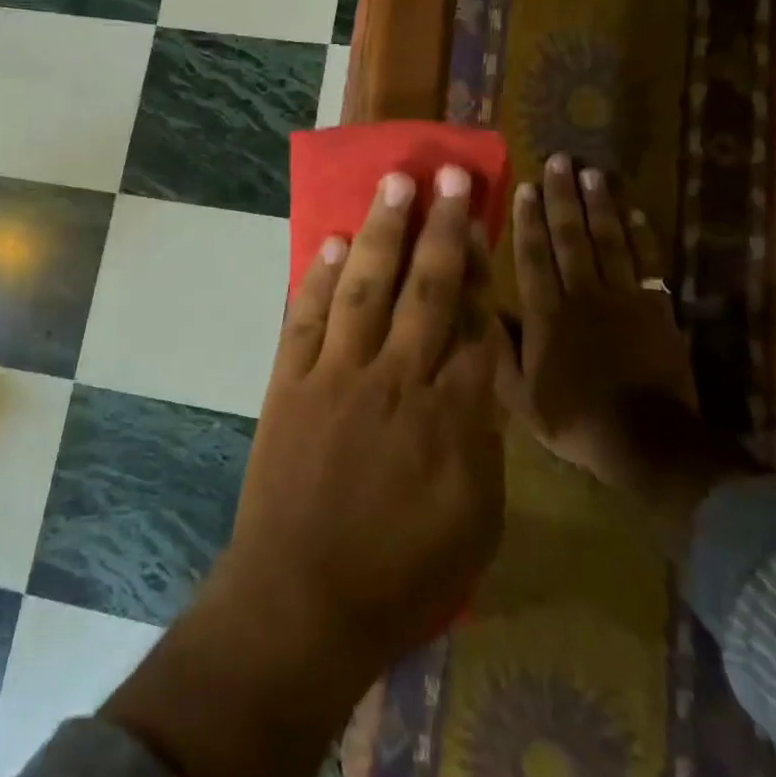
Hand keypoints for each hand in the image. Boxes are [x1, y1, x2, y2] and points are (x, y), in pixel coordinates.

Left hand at [104, 166, 505, 776]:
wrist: (302, 600)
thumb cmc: (401, 577)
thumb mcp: (477, 522)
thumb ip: (483, 441)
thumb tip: (482, 378)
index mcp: (452, 416)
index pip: (478, 323)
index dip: (484, 270)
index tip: (486, 226)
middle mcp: (397, 378)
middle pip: (428, 288)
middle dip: (444, 228)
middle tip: (452, 176)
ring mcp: (337, 374)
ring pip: (366, 285)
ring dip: (382, 231)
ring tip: (396, 184)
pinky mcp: (289, 381)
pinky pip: (306, 316)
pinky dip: (319, 276)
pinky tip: (331, 241)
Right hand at [505, 157, 751, 545]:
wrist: (646, 441)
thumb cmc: (573, 417)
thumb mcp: (518, 394)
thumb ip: (498, 348)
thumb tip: (480, 307)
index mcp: (546, 314)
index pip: (534, 256)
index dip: (528, 220)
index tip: (526, 186)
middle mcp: (583, 295)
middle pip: (571, 237)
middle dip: (563, 198)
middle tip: (560, 161)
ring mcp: (623, 299)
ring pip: (610, 242)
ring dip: (600, 206)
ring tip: (593, 173)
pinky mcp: (656, 309)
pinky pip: (648, 264)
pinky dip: (642, 236)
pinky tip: (635, 212)